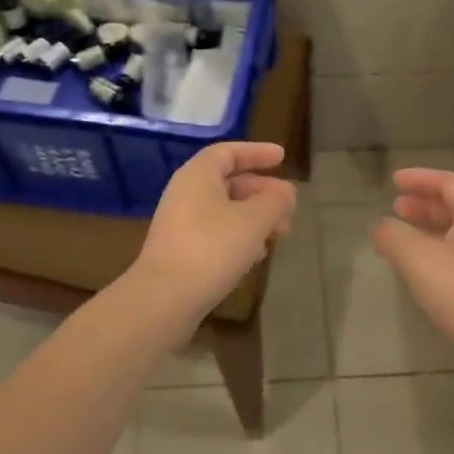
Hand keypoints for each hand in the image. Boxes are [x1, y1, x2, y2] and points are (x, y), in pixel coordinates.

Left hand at [130, 141, 294, 329]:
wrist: (163, 300)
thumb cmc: (212, 248)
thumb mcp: (254, 220)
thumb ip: (274, 201)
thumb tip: (285, 194)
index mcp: (199, 174)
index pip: (230, 152)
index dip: (258, 152)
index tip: (282, 158)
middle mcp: (186, 192)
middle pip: (229, 182)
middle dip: (262, 191)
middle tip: (289, 205)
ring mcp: (180, 223)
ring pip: (224, 210)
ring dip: (254, 217)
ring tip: (281, 232)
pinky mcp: (180, 251)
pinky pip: (215, 233)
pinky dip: (239, 236)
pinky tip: (257, 255)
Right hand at [372, 169, 453, 398]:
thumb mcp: (419, 258)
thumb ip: (394, 235)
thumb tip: (380, 226)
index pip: (449, 182)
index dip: (421, 177)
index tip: (395, 181)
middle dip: (424, 203)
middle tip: (396, 206)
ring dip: (428, 229)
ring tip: (401, 235)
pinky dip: (435, 253)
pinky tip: (419, 270)